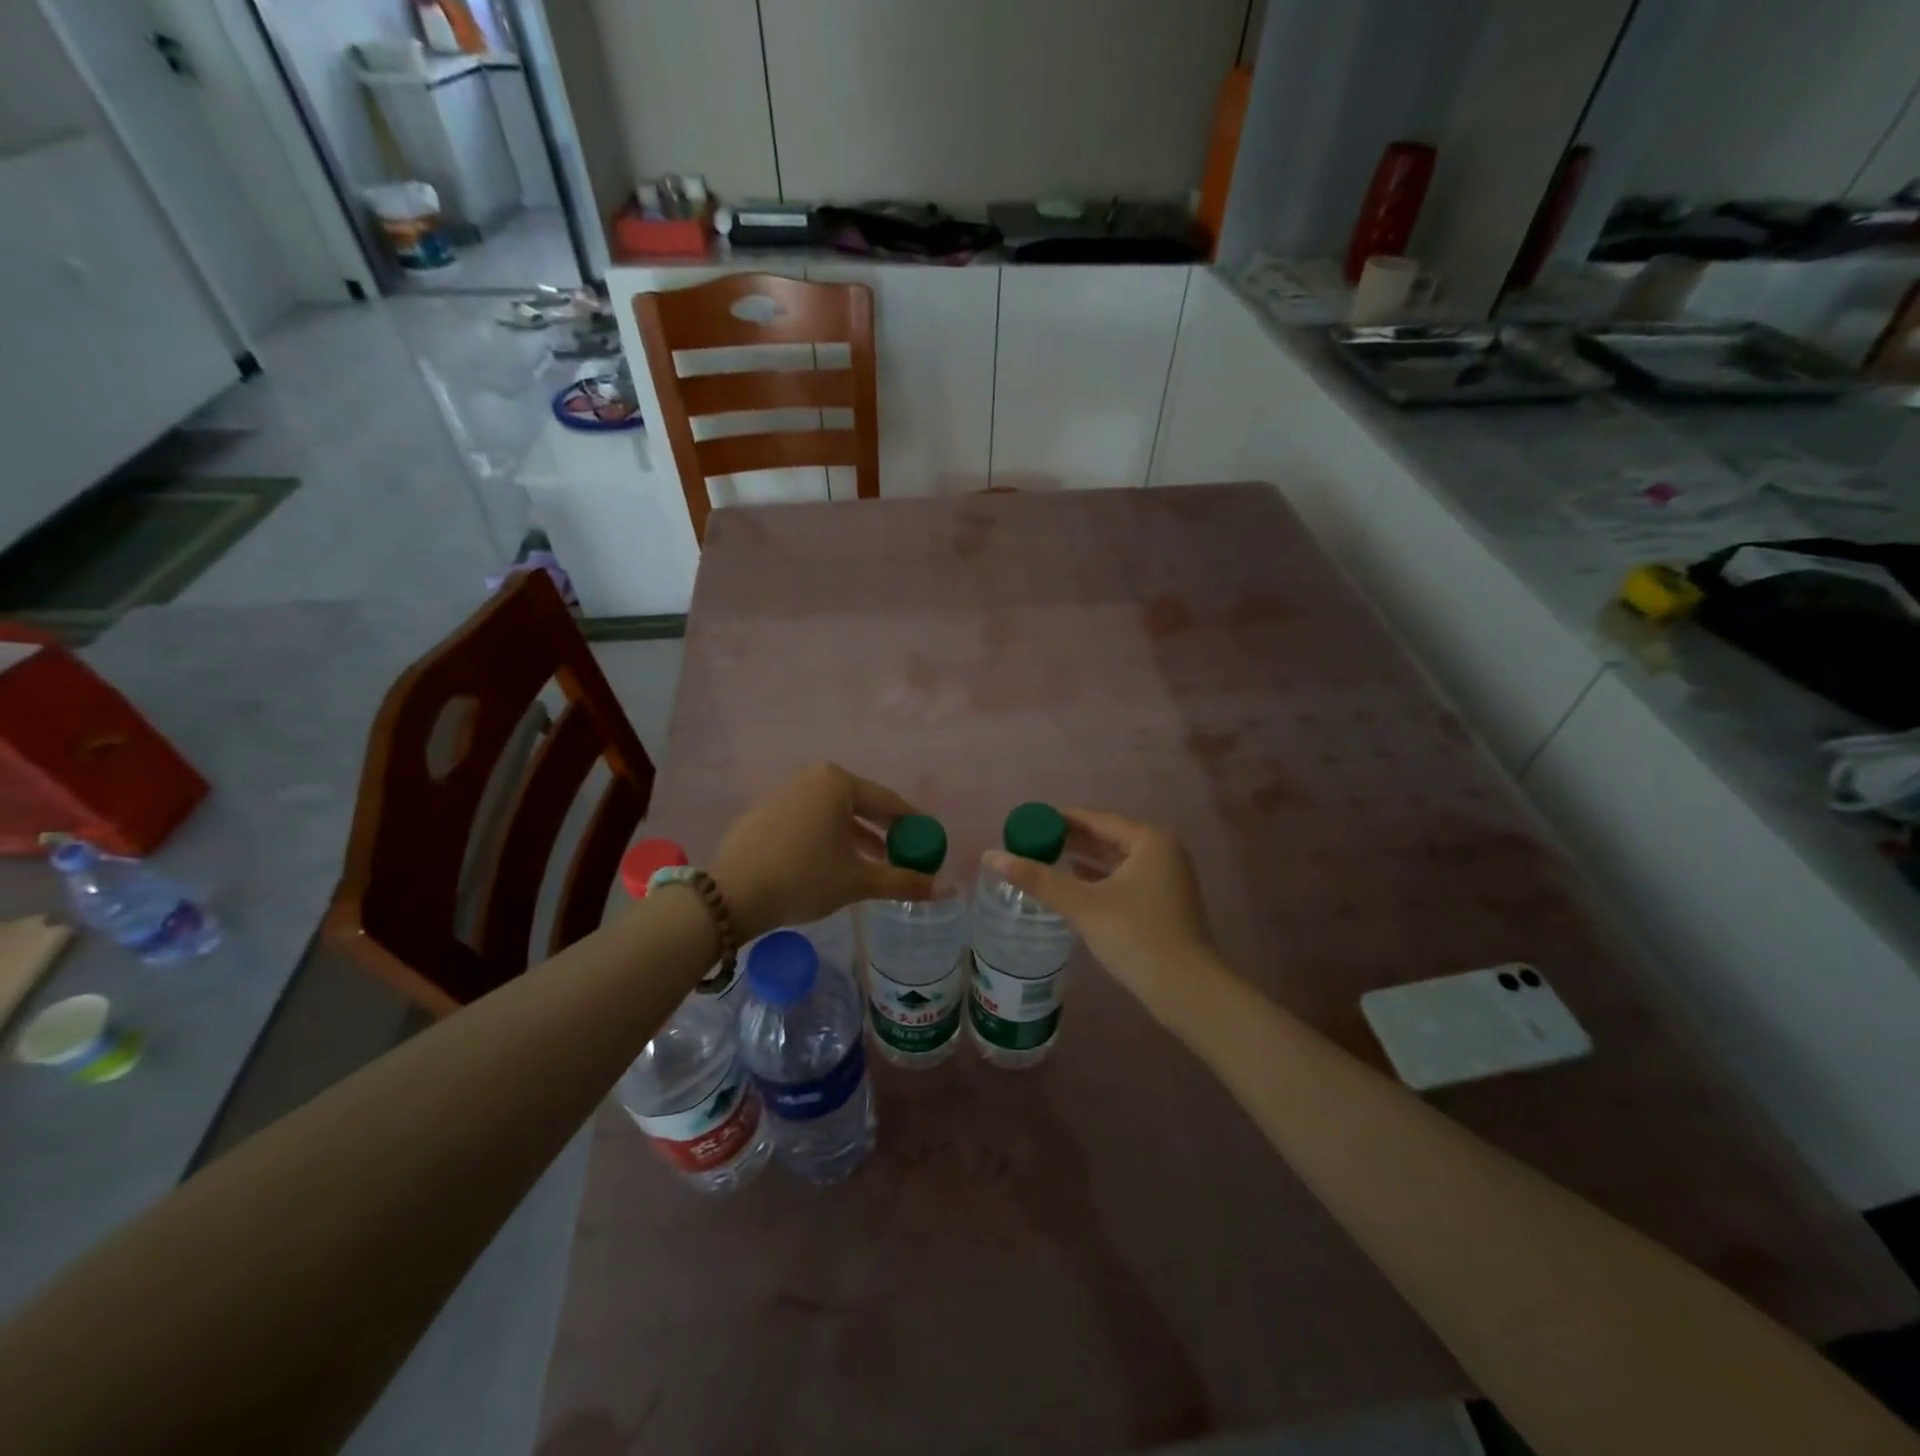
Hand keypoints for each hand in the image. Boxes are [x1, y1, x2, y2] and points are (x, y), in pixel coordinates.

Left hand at [711, 764, 932, 940]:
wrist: (730, 895)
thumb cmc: (803, 877)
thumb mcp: (858, 881)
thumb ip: (902, 881)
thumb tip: (944, 888)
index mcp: (838, 782)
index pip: (889, 802)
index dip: (913, 826)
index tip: (929, 845)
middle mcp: (811, 777)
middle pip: (861, 805)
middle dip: (885, 832)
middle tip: (905, 857)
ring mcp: (784, 792)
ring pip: (834, 814)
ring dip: (857, 838)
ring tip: (875, 865)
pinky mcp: (765, 812)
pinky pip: (810, 821)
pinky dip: (828, 838)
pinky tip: (833, 865)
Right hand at [983, 809, 1219, 1013]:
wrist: (1186, 990)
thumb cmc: (1136, 936)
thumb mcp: (1083, 905)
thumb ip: (1038, 879)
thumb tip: (990, 855)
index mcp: (1149, 840)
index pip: (1096, 820)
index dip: (1060, 819)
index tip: (1029, 821)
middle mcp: (1162, 851)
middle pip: (1107, 837)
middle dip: (1070, 839)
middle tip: (1032, 840)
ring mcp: (1167, 878)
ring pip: (1116, 860)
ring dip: (1083, 859)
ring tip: (1046, 858)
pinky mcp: (1164, 903)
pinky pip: (1124, 878)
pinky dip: (1099, 878)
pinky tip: (1074, 883)